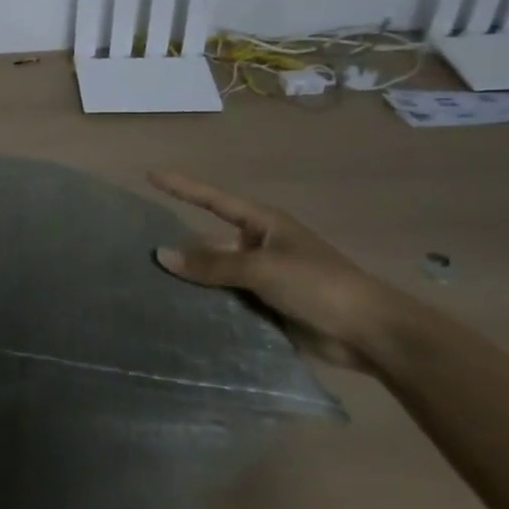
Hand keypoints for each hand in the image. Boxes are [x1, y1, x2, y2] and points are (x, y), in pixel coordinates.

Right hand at [147, 170, 412, 369]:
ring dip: (192, 280)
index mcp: (263, 224)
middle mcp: (259, 246)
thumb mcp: (262, 268)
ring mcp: (263, 278)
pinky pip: (226, 300)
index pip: (212, 200)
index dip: (181, 187)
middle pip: (210, 241)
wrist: (371, 334)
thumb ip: (212, 264)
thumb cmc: (319, 285)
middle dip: (181, 246)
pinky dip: (206, 304)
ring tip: (148, 282)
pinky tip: (177, 310)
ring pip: (216, 274)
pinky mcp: (267, 307)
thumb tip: (161, 254)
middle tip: (138, 249)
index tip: (150, 175)